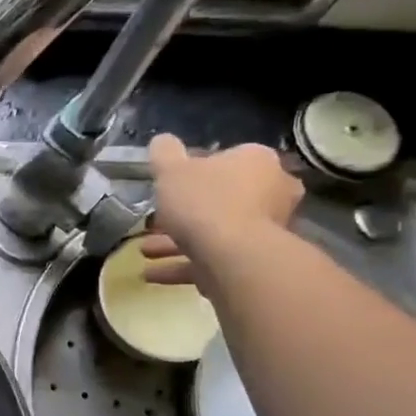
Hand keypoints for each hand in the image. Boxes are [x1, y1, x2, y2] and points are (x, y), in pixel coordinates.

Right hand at [137, 134, 302, 286]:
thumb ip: (164, 153)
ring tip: (144, 250)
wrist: (233, 257)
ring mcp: (265, 230)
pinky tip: (150, 274)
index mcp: (257, 162)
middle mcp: (271, 192)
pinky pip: (212, 260)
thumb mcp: (172, 170)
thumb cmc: (204, 202)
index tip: (171, 185)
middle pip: (221, 198)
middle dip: (184, 212)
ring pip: (214, 232)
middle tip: (154, 220)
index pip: (227, 159)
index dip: (195, 171)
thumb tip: (162, 140)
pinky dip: (182, 265)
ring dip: (176, 242)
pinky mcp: (253, 262)